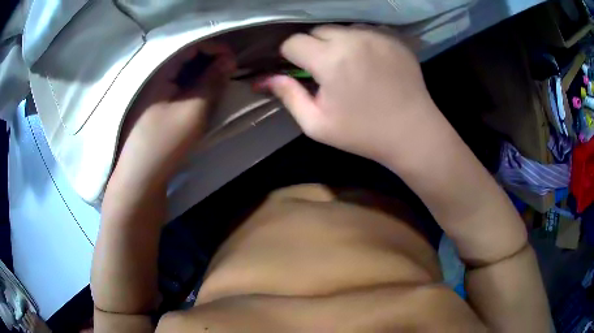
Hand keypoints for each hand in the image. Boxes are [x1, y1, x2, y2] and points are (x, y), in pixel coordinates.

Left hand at [113, 43, 235, 187]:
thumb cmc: (164, 142)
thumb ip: (212, 82)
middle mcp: (153, 75)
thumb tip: (229, 60)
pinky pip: (177, 84)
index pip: (190, 45)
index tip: (233, 60)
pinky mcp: (155, 104)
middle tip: (228, 72)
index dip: (214, 47)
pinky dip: (193, 85)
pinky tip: (202, 94)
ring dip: (203, 73)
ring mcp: (152, 90)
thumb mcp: (193, 111)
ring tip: (218, 83)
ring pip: (183, 71)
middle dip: (210, 60)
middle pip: (186, 56)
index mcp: (159, 70)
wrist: (140, 177)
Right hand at [261, 25, 439, 162]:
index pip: (293, 42)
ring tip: (349, 65)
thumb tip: (266, 78)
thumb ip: (288, 96)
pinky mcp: (393, 38)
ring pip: (341, 28)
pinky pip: (365, 30)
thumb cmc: (363, 134)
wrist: (412, 132)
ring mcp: (376, 35)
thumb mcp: (317, 124)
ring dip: (337, 42)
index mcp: (330, 60)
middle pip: (317, 31)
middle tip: (325, 71)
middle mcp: (353, 39)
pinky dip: (360, 41)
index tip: (299, 71)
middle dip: (313, 47)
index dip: (290, 56)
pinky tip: (369, 60)